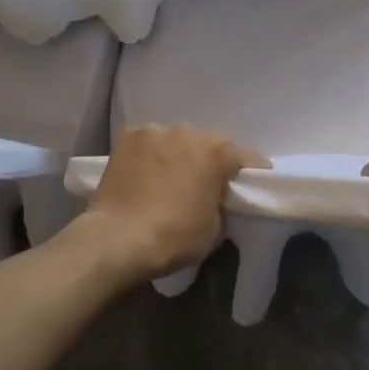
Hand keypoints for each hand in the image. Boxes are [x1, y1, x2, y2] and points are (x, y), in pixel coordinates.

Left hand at [83, 125, 267, 284]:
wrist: (117, 238)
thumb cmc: (173, 237)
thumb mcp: (214, 229)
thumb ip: (221, 204)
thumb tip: (213, 197)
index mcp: (218, 153)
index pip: (247, 158)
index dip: (250, 173)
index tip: (249, 187)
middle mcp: (190, 132)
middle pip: (209, 144)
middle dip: (209, 162)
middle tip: (203, 185)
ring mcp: (156, 131)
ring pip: (177, 140)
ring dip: (178, 155)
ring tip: (168, 178)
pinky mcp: (129, 136)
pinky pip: (149, 142)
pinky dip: (151, 154)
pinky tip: (144, 172)